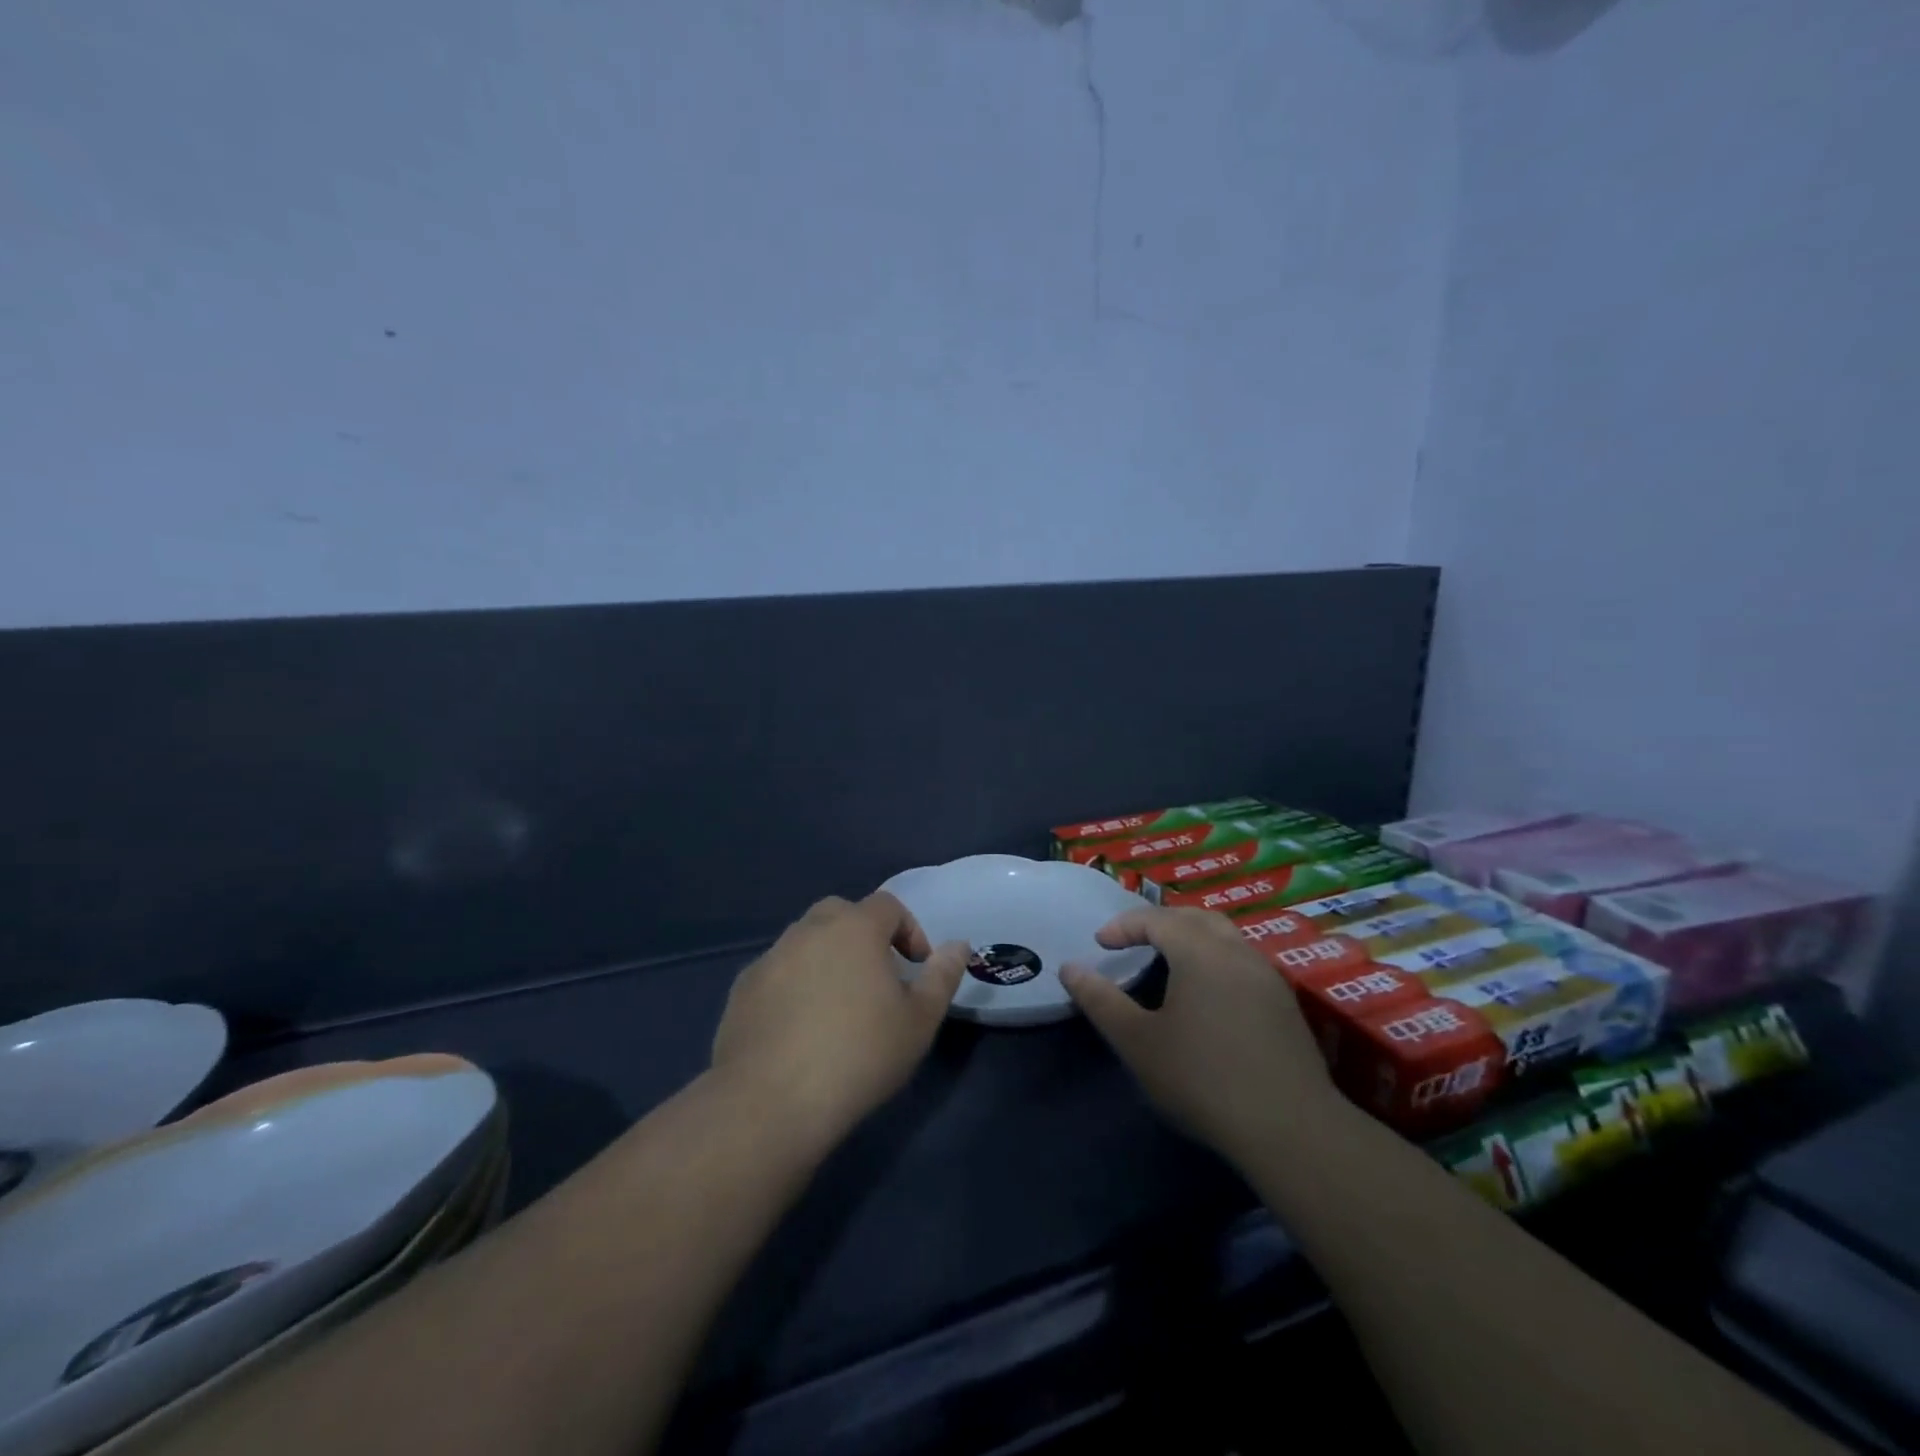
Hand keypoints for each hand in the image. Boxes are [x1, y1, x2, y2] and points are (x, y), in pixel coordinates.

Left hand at [711, 892, 966, 1142]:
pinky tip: (799, 1027)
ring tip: (837, 1005)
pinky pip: (778, 972)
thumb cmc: (859, 1055)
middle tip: (876, 979)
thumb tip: (958, 945)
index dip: (908, 930)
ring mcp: (770, 957)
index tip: (916, 967)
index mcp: (855, 928)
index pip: (888, 905)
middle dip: (863, 935)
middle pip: (841, 913)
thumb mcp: (919, 1021)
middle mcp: (809, 930)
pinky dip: (794, 984)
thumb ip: (942, 977)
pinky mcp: (742, 988)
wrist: (771, 1101)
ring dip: (826, 958)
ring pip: (805, 941)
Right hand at [1062, 906, 1338, 1168]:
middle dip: (1159, 922)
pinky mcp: (1284, 1003)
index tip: (1100, 944)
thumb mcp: (1137, 1042)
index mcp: (1199, 952)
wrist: (1289, 1128)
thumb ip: (1100, 1000)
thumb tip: (1069, 968)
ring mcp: (1266, 975)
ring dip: (1191, 937)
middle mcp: (1236, 951)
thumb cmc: (1202, 1078)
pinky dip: (1215, 958)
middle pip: (1195, 917)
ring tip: (1168, 961)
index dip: (1124, 925)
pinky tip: (1207, 993)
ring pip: (1224, 935)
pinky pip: (1242, 960)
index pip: (1156, 919)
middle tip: (1133, 940)